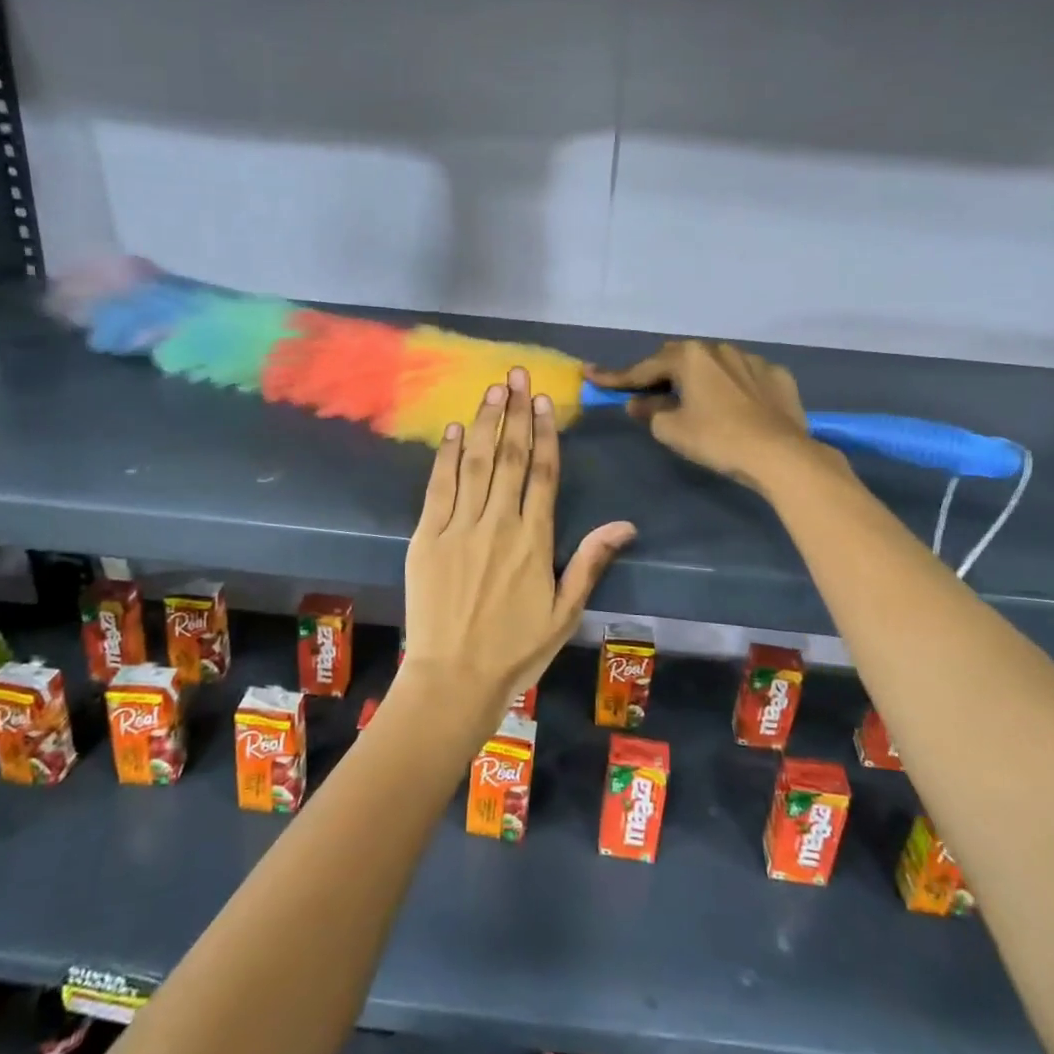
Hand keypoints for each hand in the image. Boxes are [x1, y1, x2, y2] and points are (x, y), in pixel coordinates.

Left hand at [402, 367, 635, 733]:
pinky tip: (455, 430)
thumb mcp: (564, 612)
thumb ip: (591, 562)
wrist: (453, 679)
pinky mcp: (427, 537)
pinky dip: (447, 456)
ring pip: (476, 463)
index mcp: (534, 540)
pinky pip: (439, 487)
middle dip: (515, 411)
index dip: (545, 433)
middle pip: (510, 456)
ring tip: (493, 388)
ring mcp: (459, 527)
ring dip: (485, 422)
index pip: (543, 474)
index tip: (545, 400)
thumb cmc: (515, 649)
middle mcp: (498, 523)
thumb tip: (626, 524)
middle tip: (517, 374)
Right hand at [587, 340, 826, 492]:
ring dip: (699, 378)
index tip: (591, 374)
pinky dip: (731, 388)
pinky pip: (744, 377)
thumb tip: (639, 404)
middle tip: (647, 392)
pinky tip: (733, 406)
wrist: (781, 454)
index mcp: (689, 358)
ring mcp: (752, 360)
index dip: (615, 377)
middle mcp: (719, 349)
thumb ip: (651, 412)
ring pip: (714, 364)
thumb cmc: (717, 439)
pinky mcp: (777, 376)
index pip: (643, 368)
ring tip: (694, 401)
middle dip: (660, 373)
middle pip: (679, 358)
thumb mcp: (673, 430)